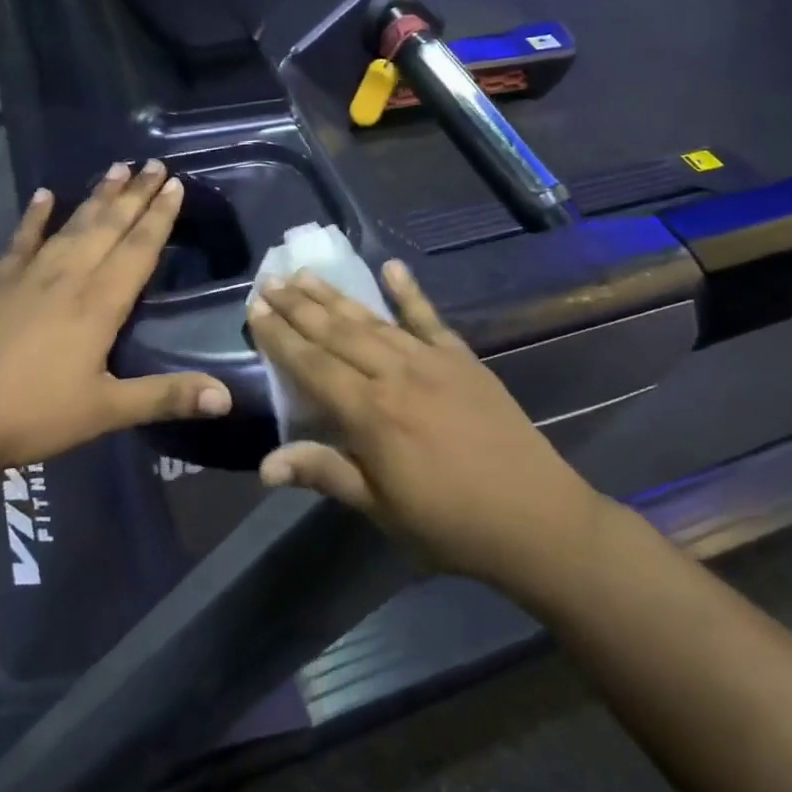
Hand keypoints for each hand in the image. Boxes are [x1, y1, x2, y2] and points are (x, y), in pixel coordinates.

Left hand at [0, 160, 230, 478]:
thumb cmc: (30, 415)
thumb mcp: (105, 411)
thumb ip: (166, 398)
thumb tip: (228, 398)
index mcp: (99, 303)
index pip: (139, 248)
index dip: (160, 216)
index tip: (176, 184)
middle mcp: (68, 277)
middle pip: (109, 226)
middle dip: (136, 194)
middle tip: (155, 163)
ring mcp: (28, 276)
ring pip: (72, 225)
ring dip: (98, 196)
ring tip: (117, 167)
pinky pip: (22, 240)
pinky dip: (35, 217)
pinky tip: (43, 195)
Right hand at [249, 263, 610, 591]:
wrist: (535, 518)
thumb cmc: (449, 525)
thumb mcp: (382, 509)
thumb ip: (326, 474)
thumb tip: (265, 465)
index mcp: (370, 414)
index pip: (313, 366)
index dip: (281, 337)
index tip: (255, 310)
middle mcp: (395, 375)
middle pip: (337, 333)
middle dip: (299, 306)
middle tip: (270, 281)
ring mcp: (431, 360)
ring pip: (373, 320)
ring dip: (337, 296)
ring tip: (306, 274)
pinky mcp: (462, 358)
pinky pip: (429, 318)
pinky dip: (409, 291)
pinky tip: (391, 267)